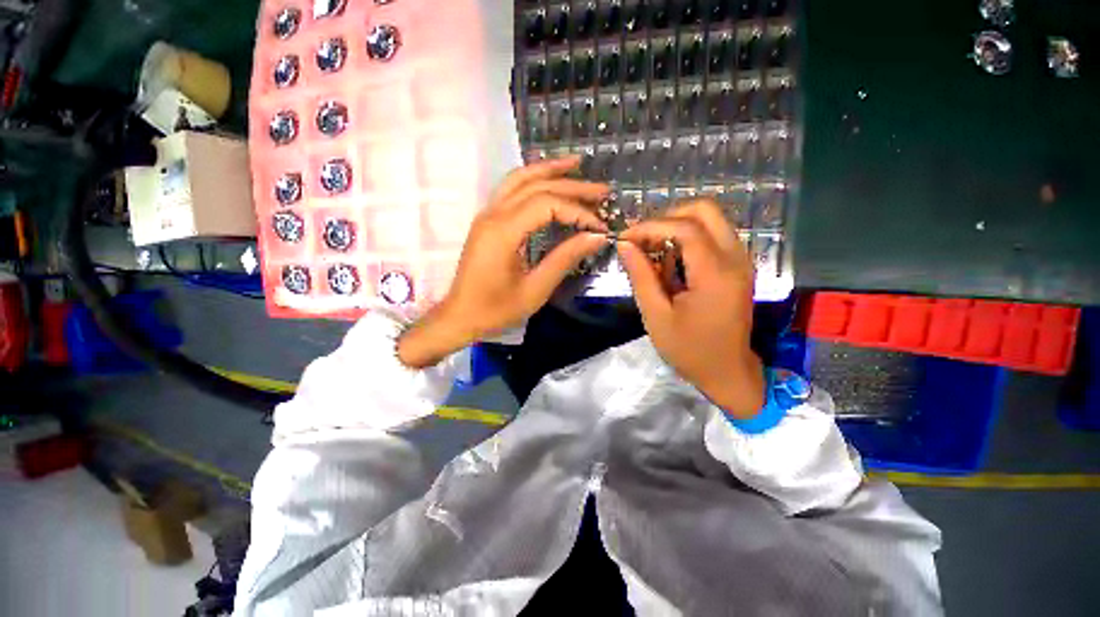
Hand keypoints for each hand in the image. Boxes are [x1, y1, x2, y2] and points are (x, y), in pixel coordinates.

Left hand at [398, 156, 609, 367]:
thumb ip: (565, 259)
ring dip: (549, 170)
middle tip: (603, 190)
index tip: (600, 227)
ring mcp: (487, 214)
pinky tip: (548, 180)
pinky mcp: (487, 221)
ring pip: (519, 179)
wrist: (460, 316)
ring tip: (577, 165)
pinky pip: (510, 189)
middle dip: (572, 185)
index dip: (578, 212)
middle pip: (536, 185)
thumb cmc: (496, 309)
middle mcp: (493, 214)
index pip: (547, 205)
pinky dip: (532, 179)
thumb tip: (596, 237)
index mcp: (503, 232)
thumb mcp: (535, 289)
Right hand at [617, 199, 764, 418]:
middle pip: (705, 211)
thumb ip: (641, 276)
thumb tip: (625, 245)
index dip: (650, 227)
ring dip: (677, 227)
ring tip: (653, 252)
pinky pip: (713, 236)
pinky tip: (671, 263)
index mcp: (715, 274)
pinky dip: (688, 239)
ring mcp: (741, 261)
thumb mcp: (656, 316)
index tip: (625, 237)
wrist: (727, 372)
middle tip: (643, 238)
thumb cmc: (689, 349)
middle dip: (668, 217)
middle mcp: (735, 259)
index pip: (685, 229)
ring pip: (710, 220)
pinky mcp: (738, 267)